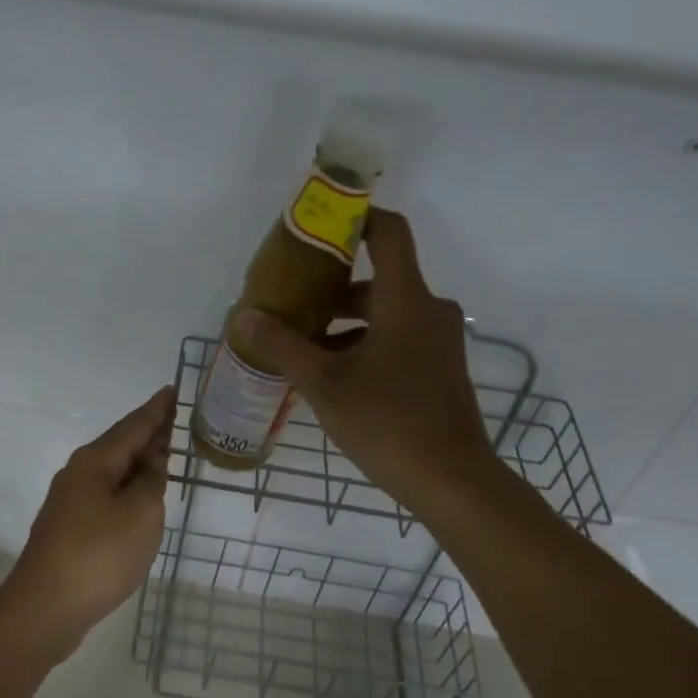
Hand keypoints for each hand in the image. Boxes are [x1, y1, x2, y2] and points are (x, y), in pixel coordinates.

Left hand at [0, 385, 175, 659]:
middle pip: (120, 444)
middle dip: (148, 432)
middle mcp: (79, 473)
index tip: (173, 389)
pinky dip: (127, 488)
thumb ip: (152, 481)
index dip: (157, 409)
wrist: (45, 608)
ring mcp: (70, 501)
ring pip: (112, 471)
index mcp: (96, 462)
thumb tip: (152, 460)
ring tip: (164, 454)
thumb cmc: (99, 555)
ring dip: (138, 461)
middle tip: (175, 419)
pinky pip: (105, 494)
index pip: (134, 425)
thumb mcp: (141, 513)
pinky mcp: (69, 527)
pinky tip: (138, 498)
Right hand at [236, 209, 499, 516]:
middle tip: (290, 304)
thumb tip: (245, 316)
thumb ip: (284, 346)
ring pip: (384, 313)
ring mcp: (438, 340)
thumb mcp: (325, 384)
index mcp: (406, 300)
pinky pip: (396, 337)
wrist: (452, 481)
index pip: (389, 232)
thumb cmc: (388, 423)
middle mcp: (428, 310)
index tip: (320, 222)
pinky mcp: (438, 367)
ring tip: (301, 346)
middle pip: (377, 279)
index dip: (357, 216)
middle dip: (331, 289)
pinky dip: (364, 344)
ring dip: (344, 324)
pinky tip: (332, 375)